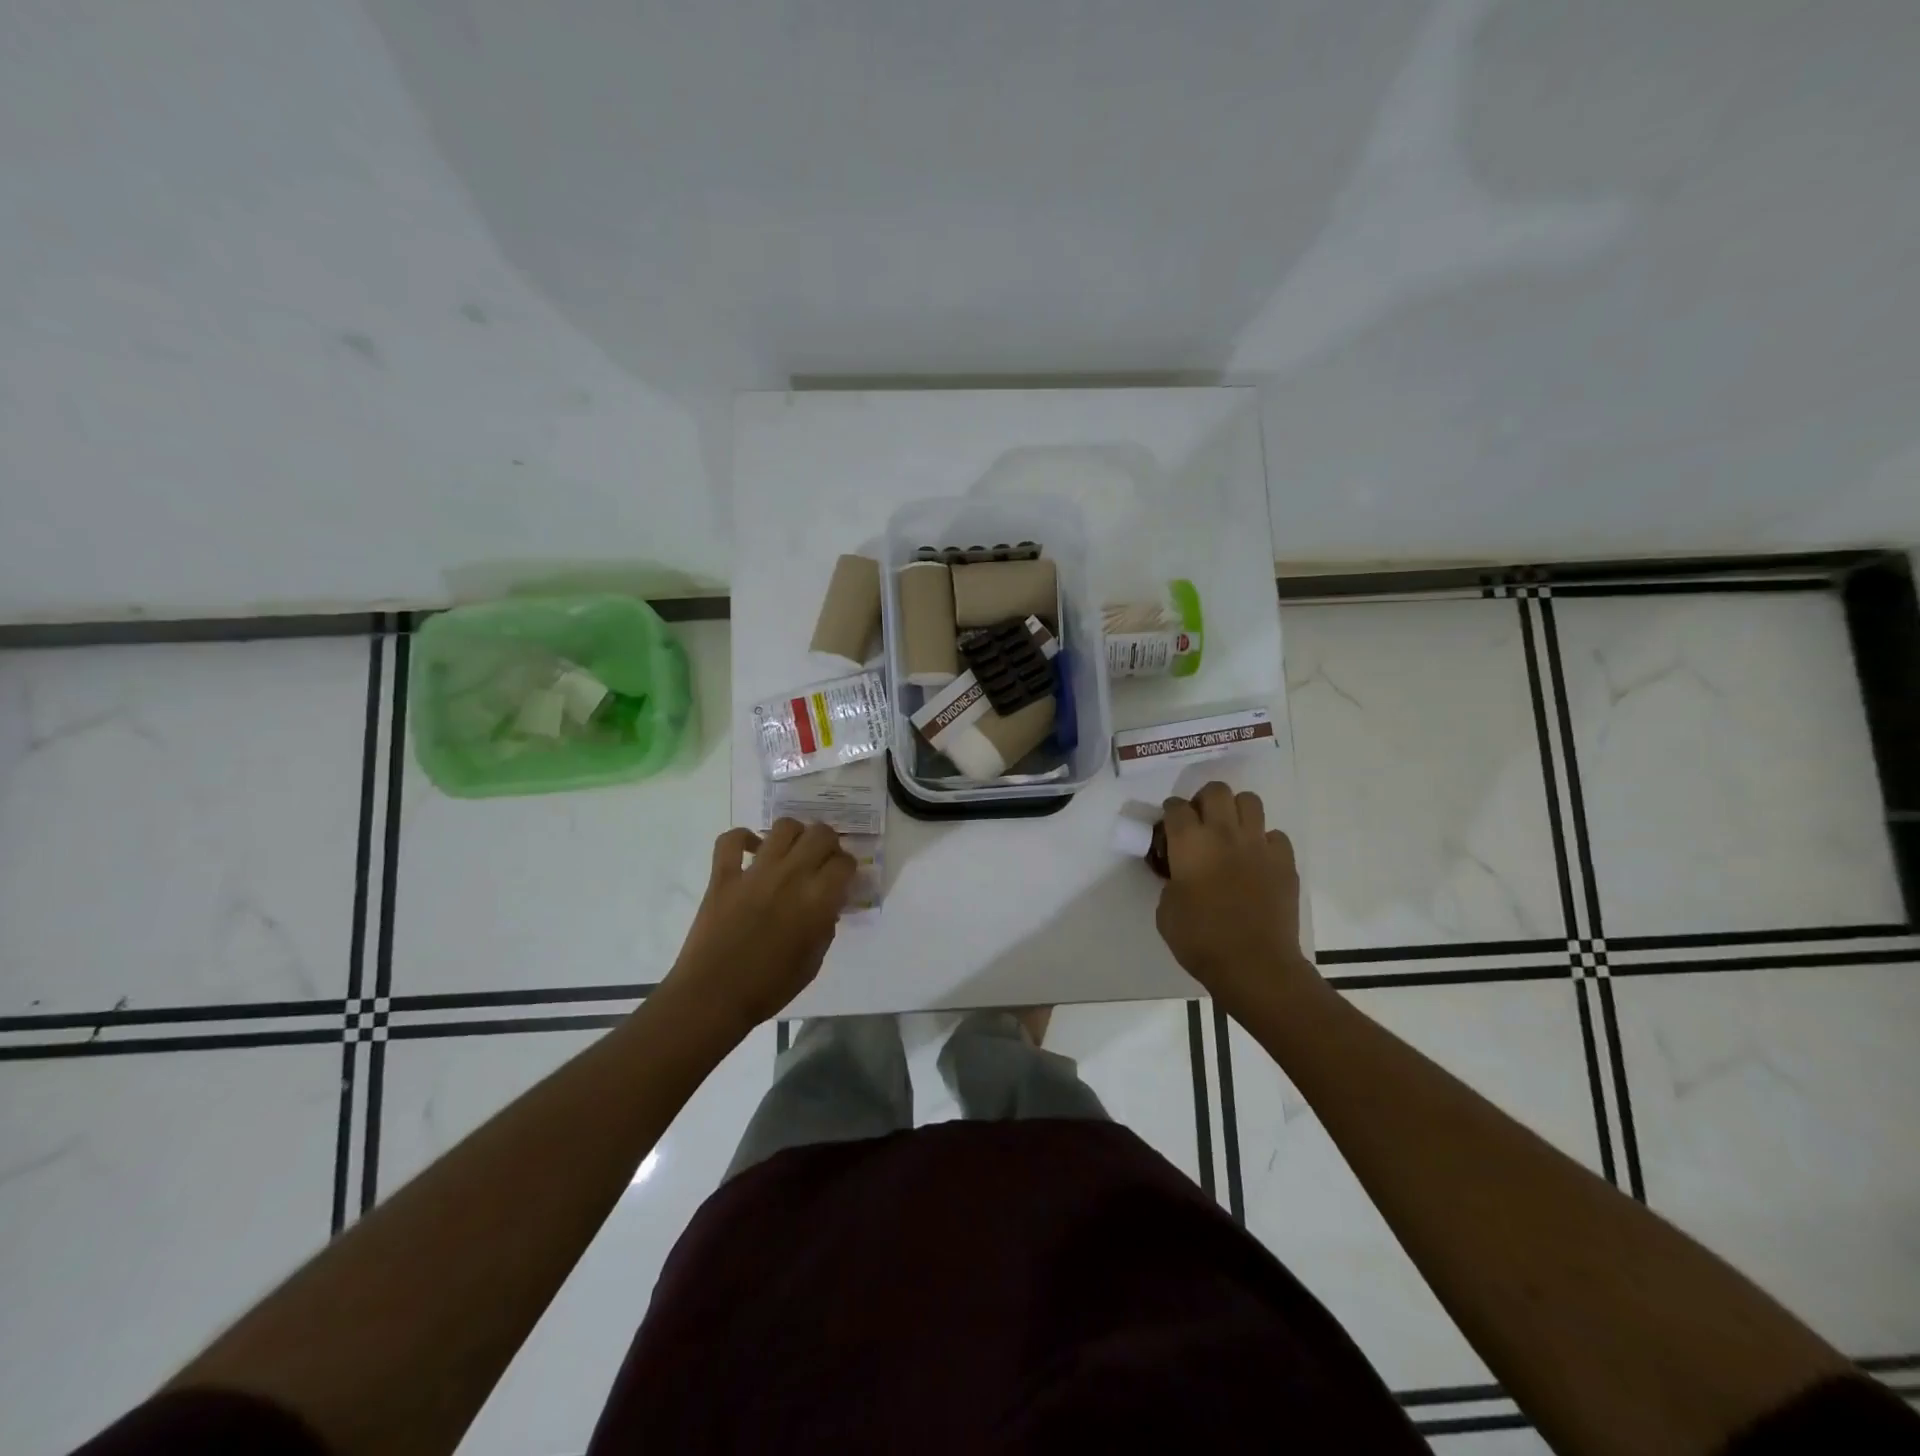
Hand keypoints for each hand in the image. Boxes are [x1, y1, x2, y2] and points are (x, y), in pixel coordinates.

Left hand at [663, 820, 856, 1035]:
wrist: (713, 997)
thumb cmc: (769, 987)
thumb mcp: (813, 961)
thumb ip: (825, 926)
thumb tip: (826, 905)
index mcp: (818, 900)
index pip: (845, 863)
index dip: (847, 868)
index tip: (842, 878)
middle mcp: (791, 876)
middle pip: (821, 834)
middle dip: (828, 843)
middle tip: (822, 860)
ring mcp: (755, 872)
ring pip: (784, 828)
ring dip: (794, 834)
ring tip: (791, 851)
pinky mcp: (723, 876)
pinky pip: (730, 840)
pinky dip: (742, 838)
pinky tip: (751, 849)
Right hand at [1154, 783, 1313, 1009]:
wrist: (1254, 966)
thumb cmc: (1200, 940)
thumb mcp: (1166, 910)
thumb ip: (1171, 881)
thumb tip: (1181, 874)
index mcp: (1190, 843)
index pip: (1176, 807)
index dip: (1170, 812)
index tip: (1168, 826)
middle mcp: (1224, 834)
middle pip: (1216, 791)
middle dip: (1204, 800)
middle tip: (1200, 823)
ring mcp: (1259, 845)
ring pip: (1250, 801)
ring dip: (1236, 812)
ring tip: (1230, 833)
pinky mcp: (1285, 862)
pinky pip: (1275, 836)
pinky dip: (1264, 842)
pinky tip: (1256, 861)